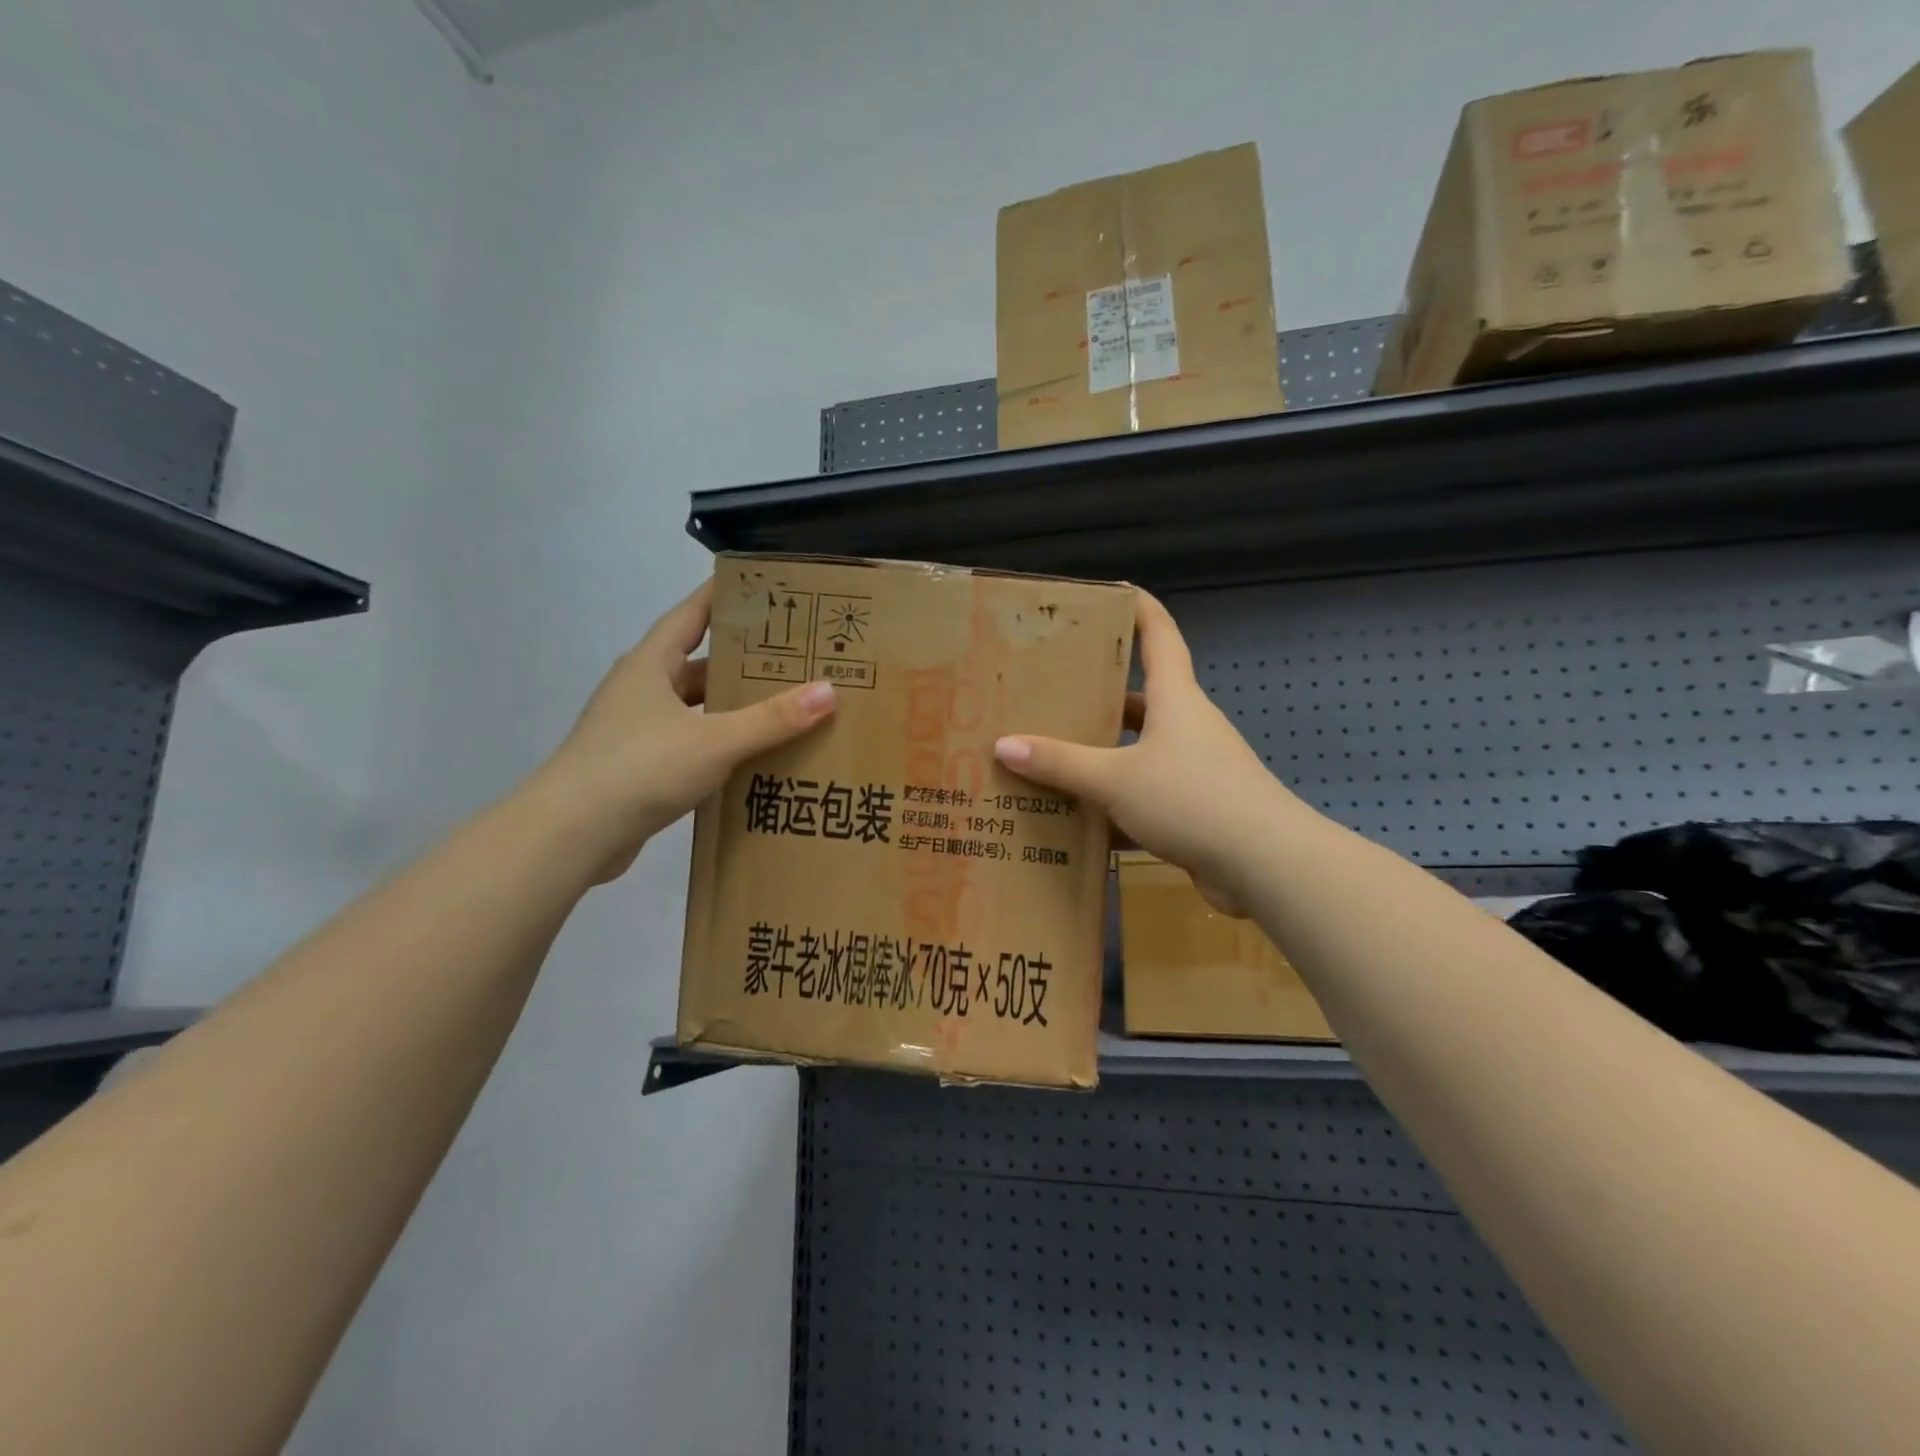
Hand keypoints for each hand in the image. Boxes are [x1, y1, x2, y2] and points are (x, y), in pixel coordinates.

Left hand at [534, 580, 837, 881]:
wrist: (571, 835)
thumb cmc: (640, 768)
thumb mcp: (715, 740)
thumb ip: (772, 719)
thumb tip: (828, 690)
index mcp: (651, 665)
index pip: (691, 614)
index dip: (723, 596)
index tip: (762, 586)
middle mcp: (641, 689)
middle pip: (698, 663)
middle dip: (742, 659)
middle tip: (793, 655)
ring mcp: (636, 728)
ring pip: (695, 706)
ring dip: (731, 706)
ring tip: (782, 706)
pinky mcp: (638, 765)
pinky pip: (689, 741)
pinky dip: (719, 742)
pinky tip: (751, 755)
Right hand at [994, 590, 1292, 914]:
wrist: (1264, 864)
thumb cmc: (1191, 798)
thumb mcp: (1115, 779)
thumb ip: (1060, 763)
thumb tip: (1004, 745)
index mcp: (1175, 699)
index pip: (1160, 635)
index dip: (1139, 608)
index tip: (1110, 591)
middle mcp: (1187, 726)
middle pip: (1140, 698)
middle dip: (1098, 696)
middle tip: (1050, 695)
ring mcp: (1195, 769)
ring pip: (1139, 752)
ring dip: (1102, 757)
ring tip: (1051, 760)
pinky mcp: (1196, 809)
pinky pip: (1146, 796)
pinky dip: (1115, 807)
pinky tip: (1080, 823)